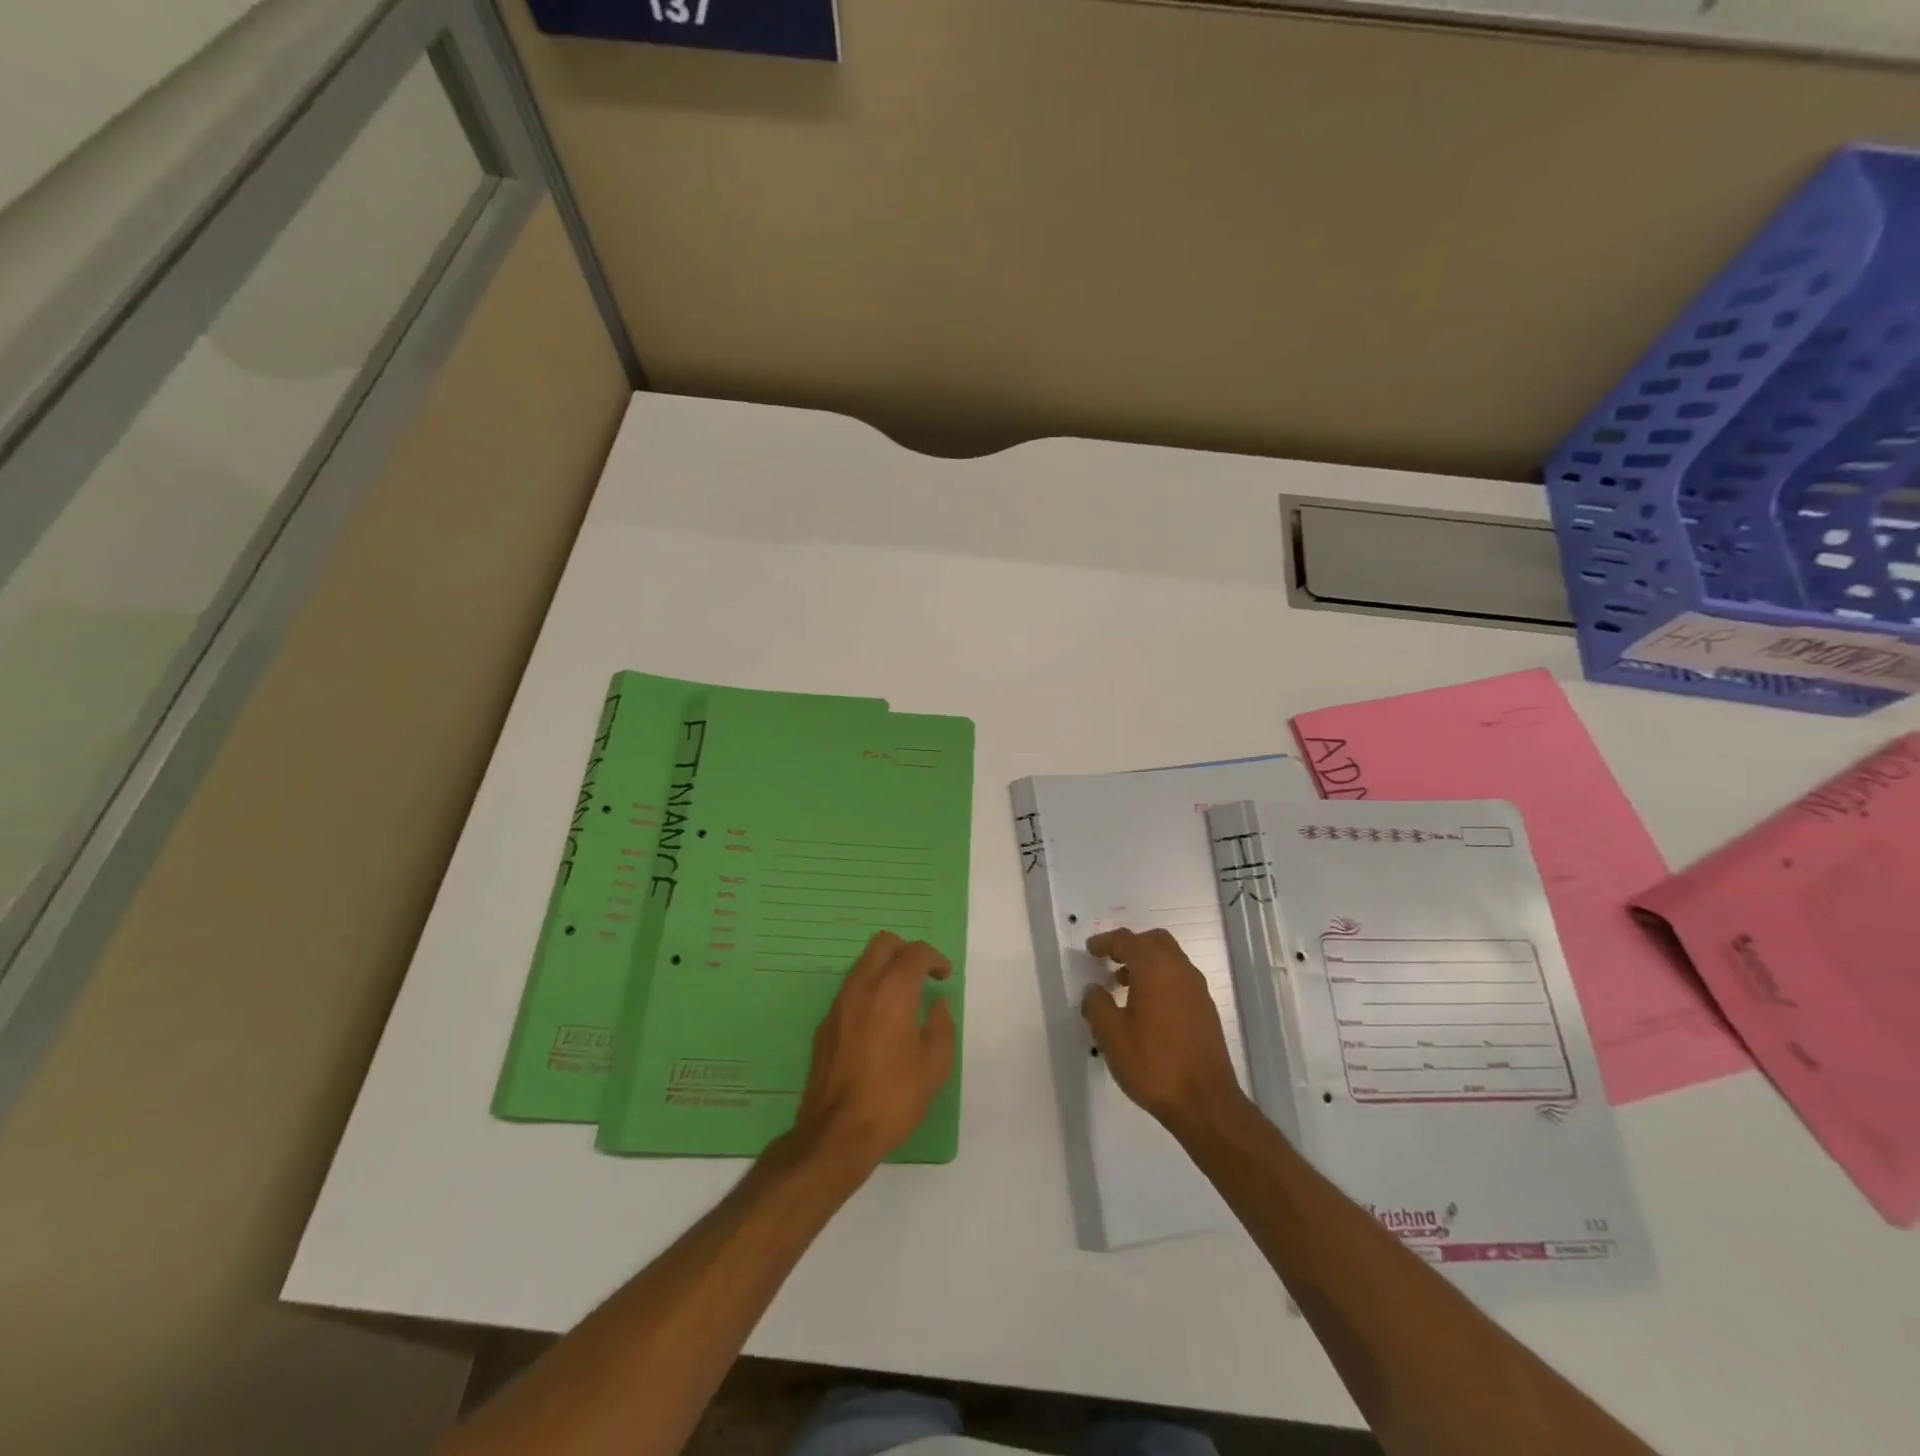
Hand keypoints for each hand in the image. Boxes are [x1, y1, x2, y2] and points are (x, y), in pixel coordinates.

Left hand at [788, 932, 956, 1174]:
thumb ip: (941, 1027)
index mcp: (893, 991)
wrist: (836, 1133)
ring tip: (903, 997)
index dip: (934, 959)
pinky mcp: (826, 1024)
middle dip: (906, 951)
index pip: (915, 953)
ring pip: (863, 964)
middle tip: (922, 975)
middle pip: (883, 943)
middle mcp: (862, 987)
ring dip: (885, 969)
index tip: (944, 976)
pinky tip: (879, 1021)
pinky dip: (869, 990)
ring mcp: (839, 1004)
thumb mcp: (934, 1067)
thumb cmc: (893, 1098)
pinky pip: (850, 990)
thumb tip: (938, 1006)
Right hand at [1083, 927, 1245, 1134]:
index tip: (1090, 950)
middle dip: (1130, 946)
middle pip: (1154, 941)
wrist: (1205, 1102)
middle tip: (1110, 961)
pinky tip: (1147, 1008)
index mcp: (1155, 969)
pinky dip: (1161, 979)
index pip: (1127, 940)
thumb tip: (1094, 989)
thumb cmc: (1153, 1064)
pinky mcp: (1206, 1010)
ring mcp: (1197, 990)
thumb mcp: (1111, 1036)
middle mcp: (1180, 970)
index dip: (1105, 942)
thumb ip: (1097, 1005)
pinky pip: (1179, 978)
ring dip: (1146, 963)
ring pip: (1170, 959)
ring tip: (1124, 987)